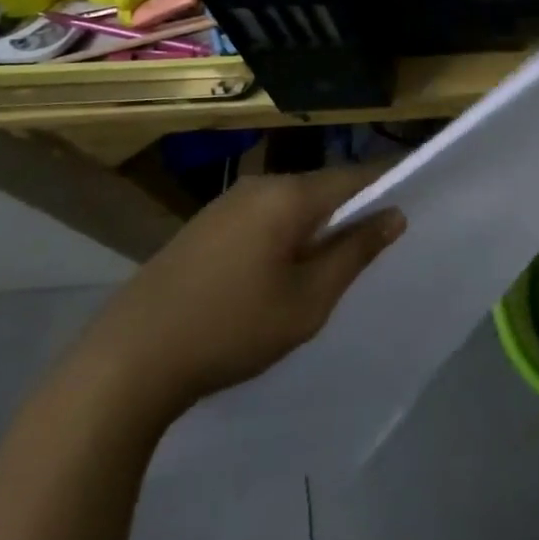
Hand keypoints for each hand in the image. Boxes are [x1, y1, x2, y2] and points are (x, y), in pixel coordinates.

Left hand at [68, 166, 405, 420]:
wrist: (125, 362)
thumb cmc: (231, 329)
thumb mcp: (308, 300)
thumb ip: (355, 252)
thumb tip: (394, 214)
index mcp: (289, 195)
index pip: (356, 177)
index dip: (388, 186)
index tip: (413, 202)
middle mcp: (260, 185)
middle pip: (323, 188)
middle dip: (351, 212)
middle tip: (372, 248)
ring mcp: (227, 203)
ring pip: (292, 204)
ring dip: (316, 226)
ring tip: (328, 266)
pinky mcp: (204, 226)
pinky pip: (263, 217)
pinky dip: (284, 235)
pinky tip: (278, 273)